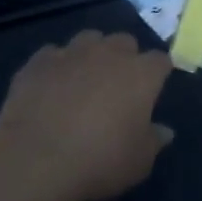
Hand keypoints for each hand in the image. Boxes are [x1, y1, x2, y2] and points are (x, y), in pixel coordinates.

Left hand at [0, 30, 173, 200]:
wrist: (36, 160)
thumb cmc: (99, 161)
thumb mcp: (139, 162)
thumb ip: (154, 140)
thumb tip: (165, 131)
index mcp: (141, 74)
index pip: (160, 60)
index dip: (158, 73)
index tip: (153, 89)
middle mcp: (109, 53)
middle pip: (125, 41)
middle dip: (125, 57)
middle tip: (118, 85)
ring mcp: (71, 53)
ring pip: (89, 39)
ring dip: (91, 53)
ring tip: (84, 78)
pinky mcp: (38, 62)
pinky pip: (53, 54)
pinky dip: (56, 66)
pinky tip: (51, 86)